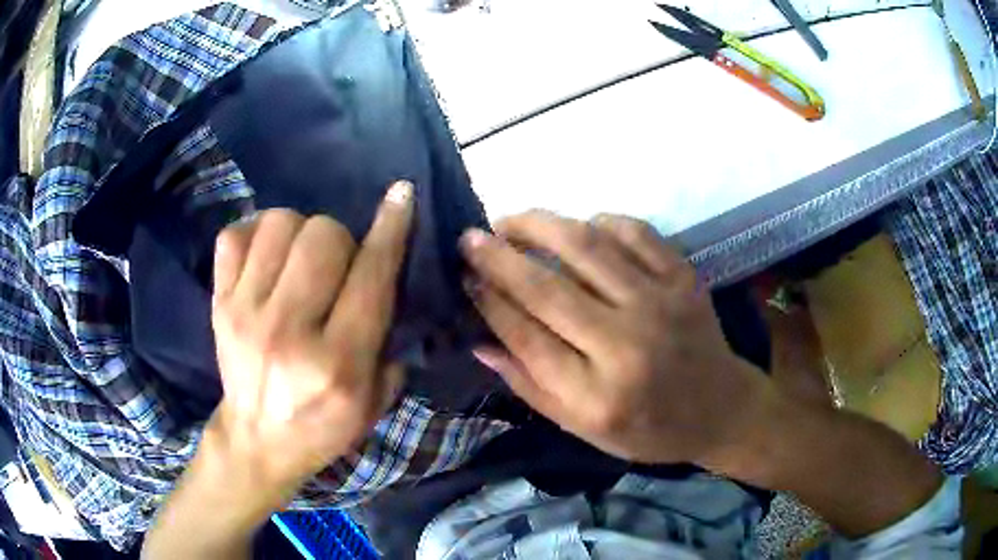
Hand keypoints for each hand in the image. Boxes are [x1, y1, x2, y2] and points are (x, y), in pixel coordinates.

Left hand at [205, 182, 413, 505]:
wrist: (256, 442)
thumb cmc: (322, 427)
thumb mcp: (374, 402)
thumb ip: (390, 338)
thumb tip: (387, 269)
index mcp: (337, 363)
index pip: (370, 276)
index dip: (391, 228)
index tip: (400, 194)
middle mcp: (288, 331)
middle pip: (323, 236)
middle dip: (341, 239)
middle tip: (337, 265)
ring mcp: (245, 313)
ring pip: (280, 224)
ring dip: (301, 231)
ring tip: (300, 257)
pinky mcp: (219, 304)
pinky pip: (235, 235)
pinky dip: (256, 232)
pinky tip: (267, 254)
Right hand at [461, 211, 767, 465]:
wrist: (719, 409)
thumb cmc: (647, 428)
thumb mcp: (583, 428)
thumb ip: (530, 386)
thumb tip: (479, 339)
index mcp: (598, 395)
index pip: (527, 337)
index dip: (489, 301)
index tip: (464, 277)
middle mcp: (627, 344)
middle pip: (548, 288)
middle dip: (499, 257)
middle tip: (470, 237)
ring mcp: (661, 302)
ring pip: (587, 246)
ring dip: (540, 226)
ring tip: (511, 221)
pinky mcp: (683, 277)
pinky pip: (634, 231)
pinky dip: (599, 222)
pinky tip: (579, 227)